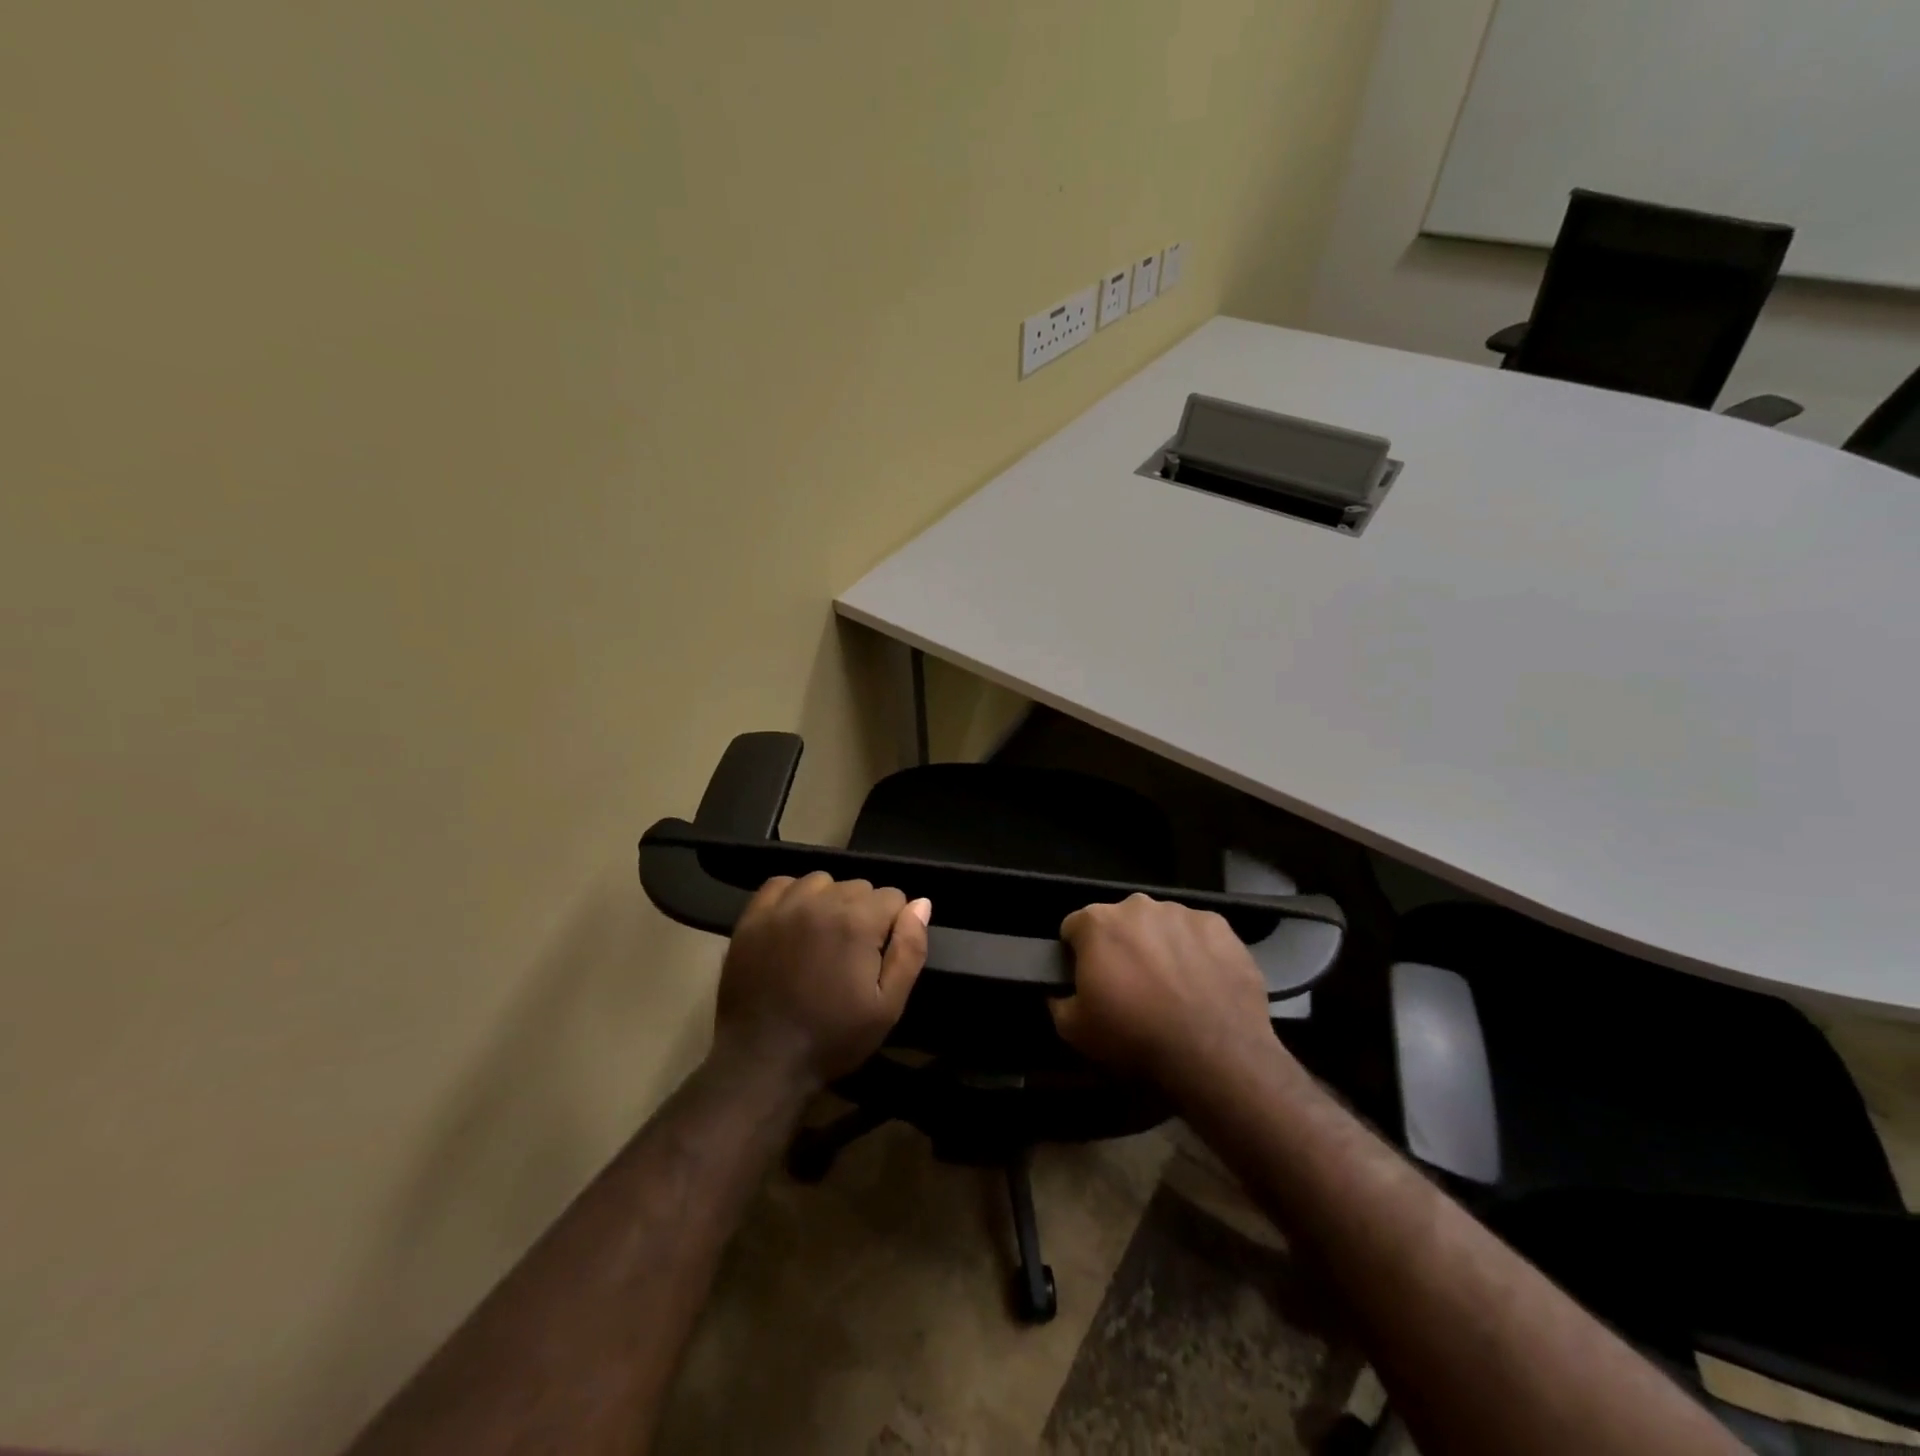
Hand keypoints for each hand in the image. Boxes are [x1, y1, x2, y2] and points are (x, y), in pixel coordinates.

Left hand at [713, 872, 930, 1091]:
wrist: (763, 1061)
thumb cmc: (833, 1037)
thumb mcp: (888, 1006)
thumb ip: (909, 950)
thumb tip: (921, 904)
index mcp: (857, 921)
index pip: (893, 896)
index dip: (892, 926)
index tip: (879, 956)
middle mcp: (821, 902)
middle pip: (859, 886)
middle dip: (863, 913)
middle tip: (851, 955)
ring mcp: (783, 906)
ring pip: (822, 881)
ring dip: (830, 902)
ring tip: (822, 939)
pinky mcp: (753, 917)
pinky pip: (782, 884)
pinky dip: (794, 897)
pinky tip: (794, 924)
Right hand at [1052, 894, 1271, 1085]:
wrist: (1215, 1055)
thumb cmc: (1136, 1037)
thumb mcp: (1075, 1031)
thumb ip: (1059, 1001)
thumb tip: (1060, 992)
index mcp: (1098, 922)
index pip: (1074, 927)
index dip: (1077, 954)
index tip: (1089, 980)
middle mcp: (1138, 906)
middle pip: (1120, 921)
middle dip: (1122, 946)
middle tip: (1133, 987)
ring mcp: (1182, 913)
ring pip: (1161, 925)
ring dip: (1160, 946)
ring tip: (1173, 988)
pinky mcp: (1220, 926)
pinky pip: (1198, 934)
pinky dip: (1197, 952)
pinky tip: (1204, 984)